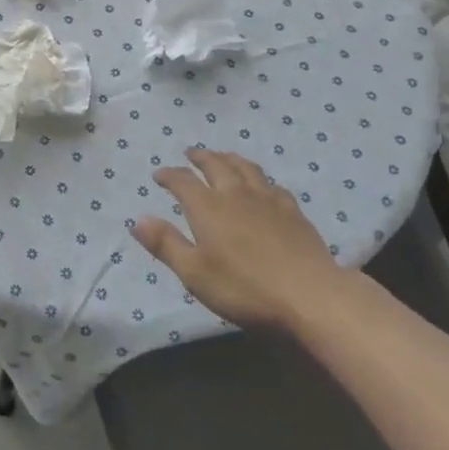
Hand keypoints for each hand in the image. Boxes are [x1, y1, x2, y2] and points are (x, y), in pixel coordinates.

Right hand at [133, 148, 353, 329]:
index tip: (158, 174)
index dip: (169, 175)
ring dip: (230, 158)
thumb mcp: (195, 273)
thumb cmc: (245, 288)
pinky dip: (261, 180)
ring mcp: (268, 200)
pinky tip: (264, 187)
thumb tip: (138, 219)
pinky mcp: (294, 212)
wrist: (310, 295)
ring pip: (246, 168)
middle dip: (200, 157)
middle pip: (216, 165)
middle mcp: (235, 194)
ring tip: (224, 157)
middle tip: (191, 153)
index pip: (183, 181)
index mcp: (208, 207)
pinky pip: (273, 186)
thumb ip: (166, 244)